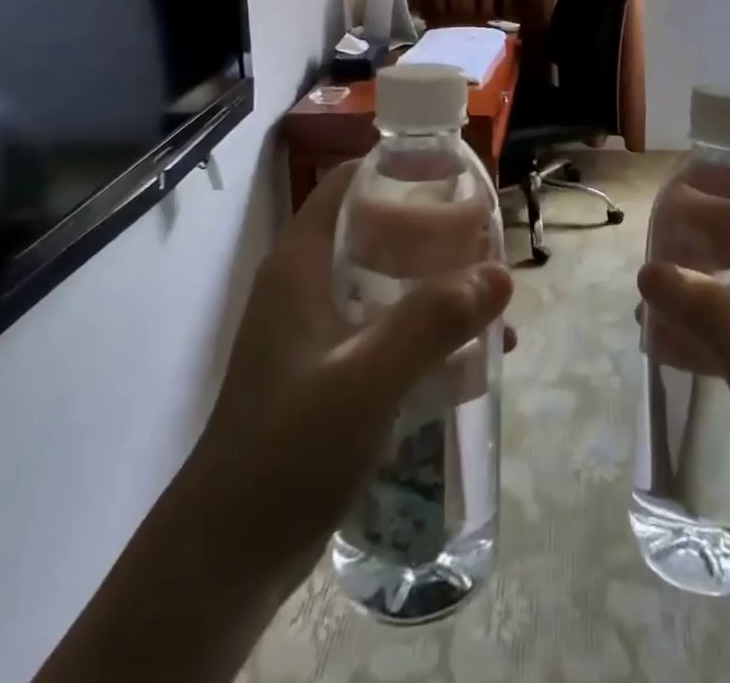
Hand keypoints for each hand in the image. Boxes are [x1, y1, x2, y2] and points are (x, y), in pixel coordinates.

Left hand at [193, 161, 514, 595]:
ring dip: (436, 284)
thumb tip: (502, 273)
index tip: (457, 177)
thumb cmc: (289, 449)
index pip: (349, 183)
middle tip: (487, 242)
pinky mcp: (327, 370)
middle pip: (376, 229)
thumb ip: (434, 321)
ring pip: (386, 280)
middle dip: (434, 232)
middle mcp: (307, 284)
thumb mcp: (367, 379)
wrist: (227, 559)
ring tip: (490, 299)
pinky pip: (386, 327)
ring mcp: (316, 330)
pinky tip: (471, 357)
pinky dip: (425, 329)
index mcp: (302, 263)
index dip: (400, 169)